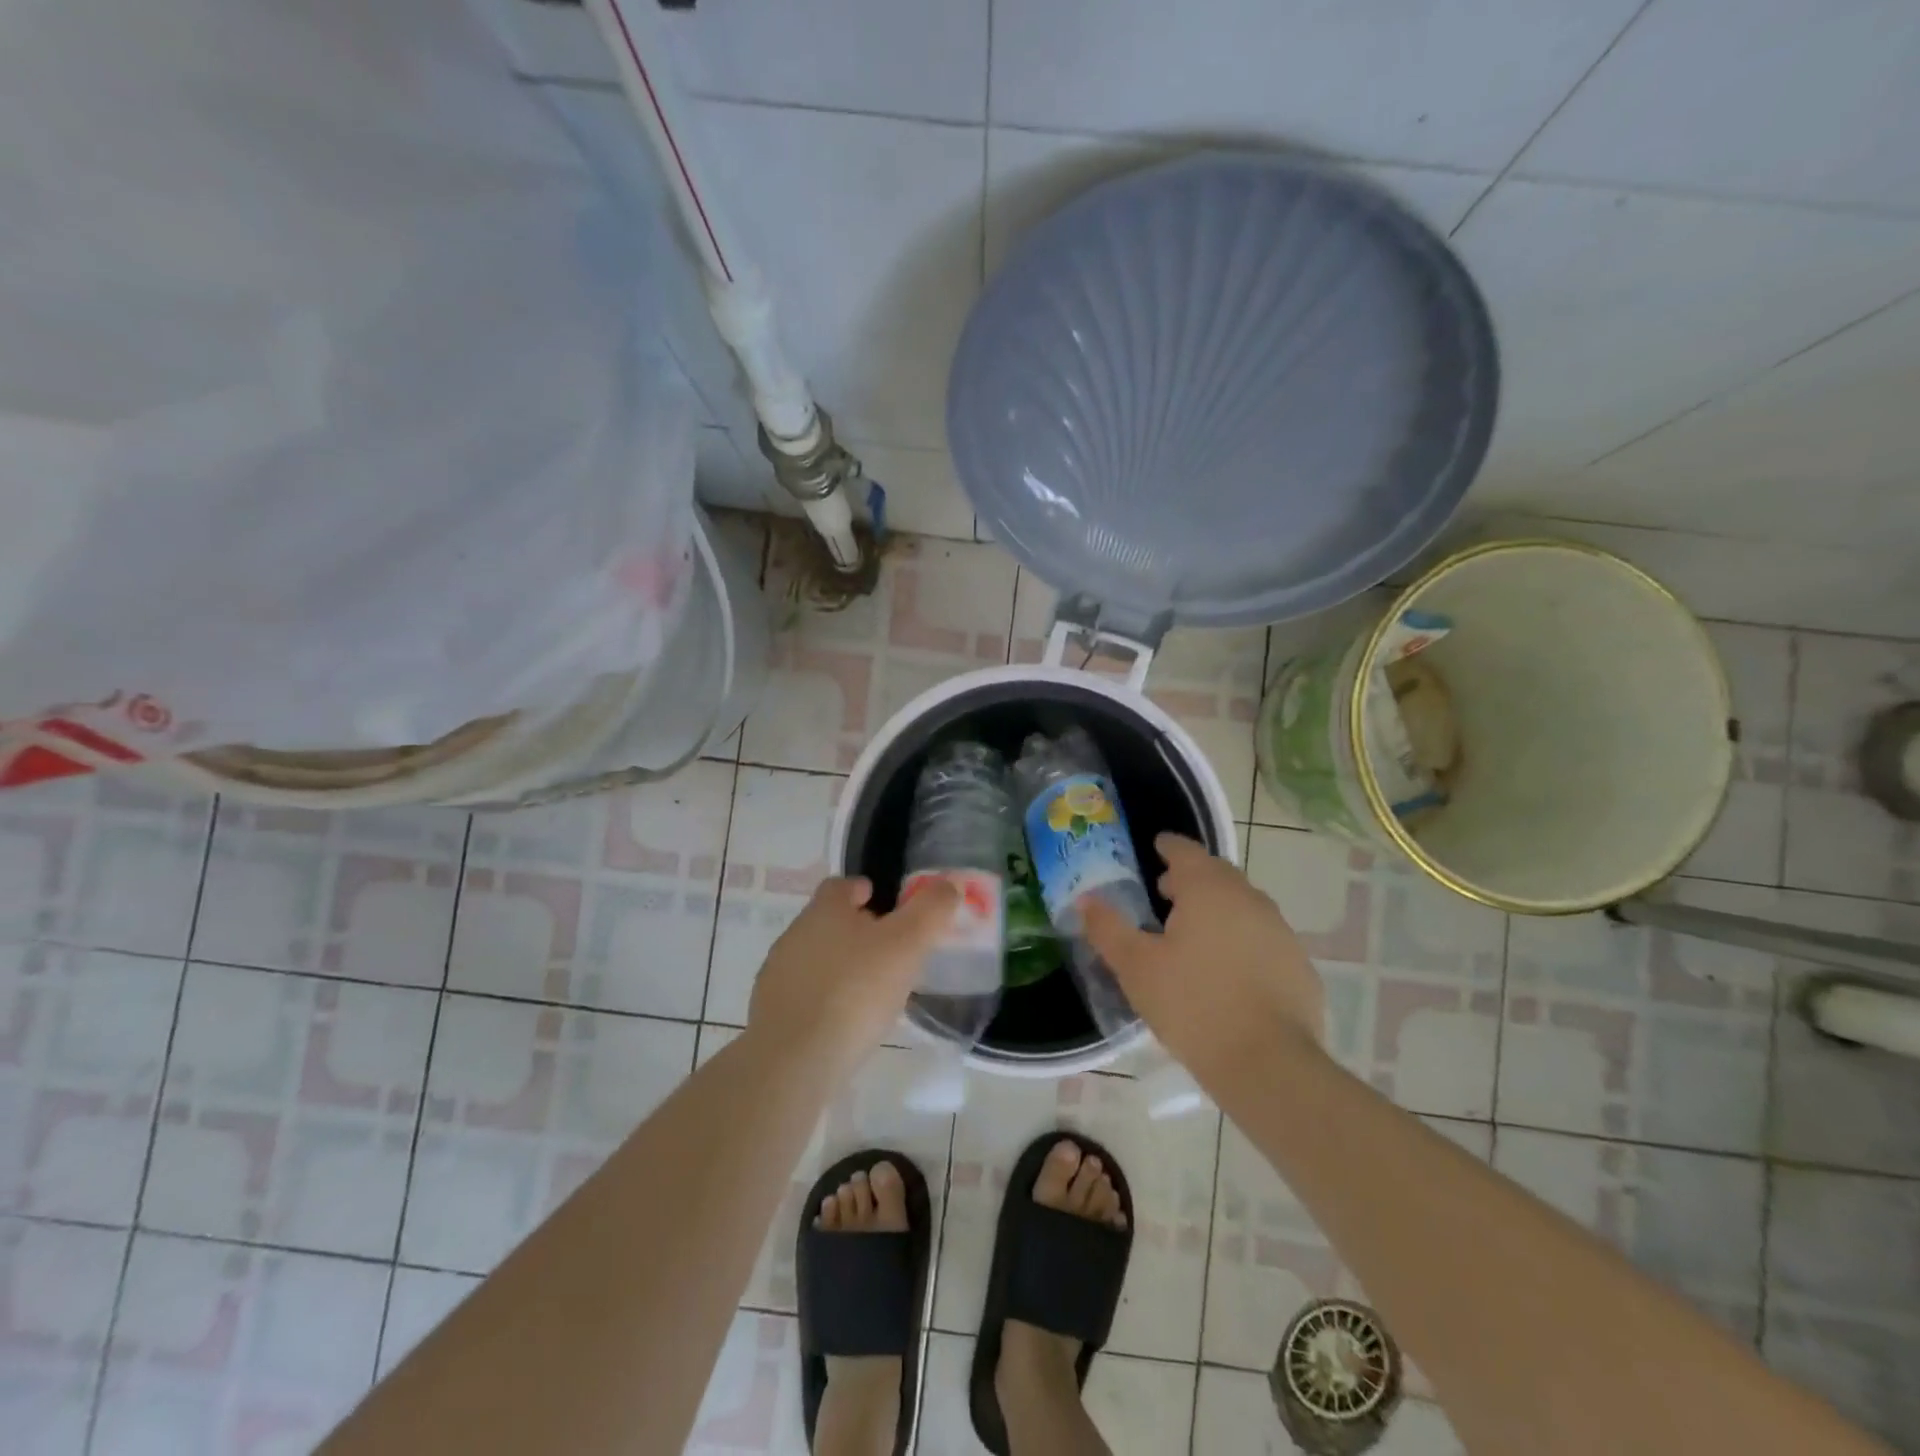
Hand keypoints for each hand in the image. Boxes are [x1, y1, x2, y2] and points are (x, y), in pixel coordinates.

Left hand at [748, 875, 958, 1074]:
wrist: (793, 1061)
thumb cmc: (855, 991)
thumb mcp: (907, 944)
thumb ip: (931, 910)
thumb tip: (949, 884)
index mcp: (825, 910)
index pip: (841, 885)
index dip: (864, 890)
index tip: (886, 905)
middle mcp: (796, 934)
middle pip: (829, 921)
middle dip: (857, 930)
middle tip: (890, 951)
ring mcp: (778, 974)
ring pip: (817, 958)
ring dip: (841, 966)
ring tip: (872, 991)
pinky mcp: (771, 1012)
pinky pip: (805, 994)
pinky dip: (826, 999)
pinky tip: (845, 1022)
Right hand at [1082, 833, 1324, 1084]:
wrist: (1268, 1064)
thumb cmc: (1192, 1005)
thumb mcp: (1136, 967)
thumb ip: (1108, 928)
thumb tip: (1086, 900)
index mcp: (1208, 889)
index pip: (1185, 851)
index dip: (1168, 846)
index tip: (1157, 847)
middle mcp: (1249, 898)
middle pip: (1217, 874)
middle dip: (1192, 878)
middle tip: (1166, 894)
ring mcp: (1280, 931)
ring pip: (1242, 906)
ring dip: (1218, 909)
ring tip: (1193, 935)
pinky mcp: (1298, 965)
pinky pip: (1262, 938)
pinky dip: (1242, 941)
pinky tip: (1227, 972)